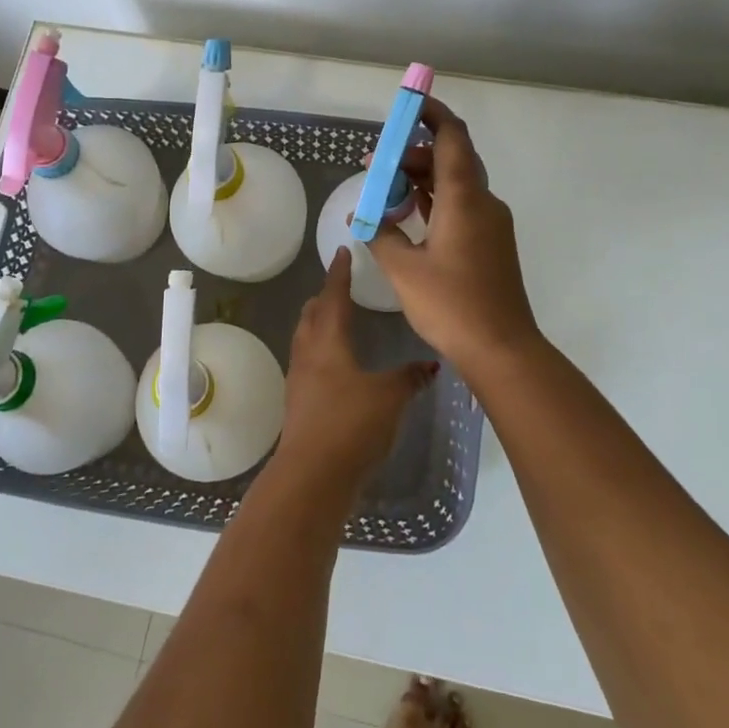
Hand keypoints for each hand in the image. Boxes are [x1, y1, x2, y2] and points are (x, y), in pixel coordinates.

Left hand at [278, 250, 435, 489]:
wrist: (312, 475)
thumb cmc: (351, 425)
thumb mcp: (389, 397)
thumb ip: (409, 378)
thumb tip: (431, 365)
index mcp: (327, 341)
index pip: (333, 296)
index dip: (339, 274)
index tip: (342, 252)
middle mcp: (307, 353)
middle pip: (311, 315)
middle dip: (324, 298)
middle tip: (339, 286)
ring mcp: (298, 380)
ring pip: (305, 339)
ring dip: (318, 324)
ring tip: (334, 320)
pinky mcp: (297, 404)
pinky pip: (307, 364)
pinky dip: (319, 352)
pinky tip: (333, 366)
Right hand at [366, 96, 543, 372]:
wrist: (502, 349)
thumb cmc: (451, 305)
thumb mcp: (403, 268)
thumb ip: (381, 234)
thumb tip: (365, 216)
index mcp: (464, 198)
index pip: (451, 137)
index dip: (432, 113)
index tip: (410, 102)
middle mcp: (483, 202)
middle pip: (450, 158)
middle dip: (412, 153)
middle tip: (375, 164)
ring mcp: (491, 223)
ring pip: (455, 184)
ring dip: (422, 179)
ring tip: (384, 189)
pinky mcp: (491, 243)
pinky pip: (461, 206)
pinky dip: (435, 200)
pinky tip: (409, 212)